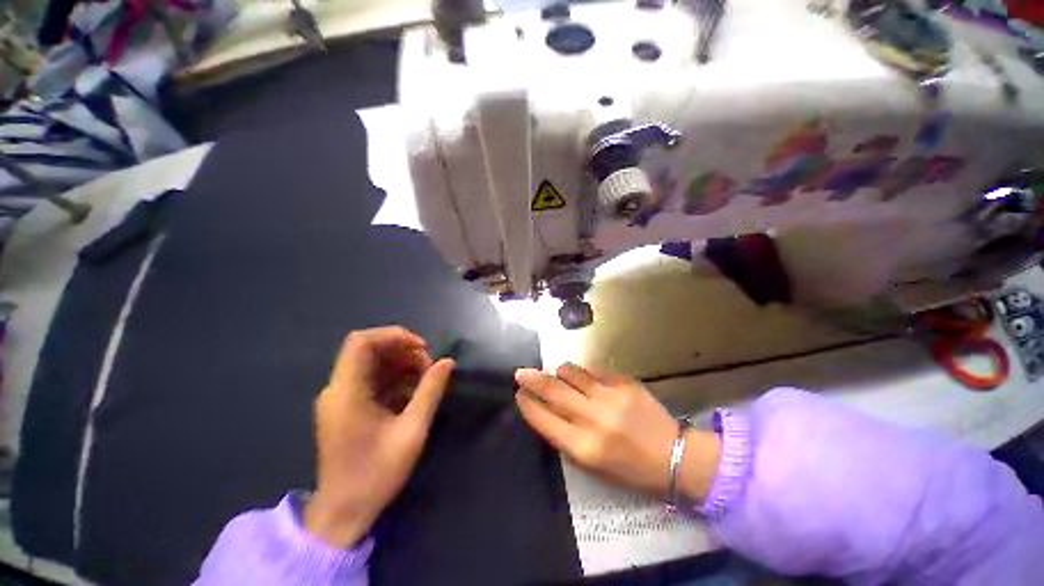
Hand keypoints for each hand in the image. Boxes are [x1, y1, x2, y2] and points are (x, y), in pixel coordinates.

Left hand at [305, 327, 453, 547]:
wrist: (343, 513)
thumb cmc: (376, 474)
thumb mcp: (412, 431)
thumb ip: (430, 391)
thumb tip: (447, 362)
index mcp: (346, 392)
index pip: (361, 342)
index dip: (393, 336)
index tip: (421, 347)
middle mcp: (337, 389)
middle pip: (368, 350)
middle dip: (402, 352)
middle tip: (428, 367)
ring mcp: (340, 399)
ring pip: (372, 364)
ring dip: (400, 365)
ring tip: (424, 380)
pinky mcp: (345, 408)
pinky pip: (371, 380)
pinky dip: (394, 379)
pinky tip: (411, 393)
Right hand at [515, 364, 719, 501]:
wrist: (673, 455)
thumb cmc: (629, 469)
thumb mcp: (592, 466)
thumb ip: (566, 437)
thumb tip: (546, 410)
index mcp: (584, 447)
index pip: (544, 419)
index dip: (528, 405)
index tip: (519, 394)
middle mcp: (593, 419)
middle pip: (553, 391)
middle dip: (532, 380)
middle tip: (520, 372)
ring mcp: (610, 396)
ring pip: (571, 373)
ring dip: (559, 372)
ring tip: (557, 374)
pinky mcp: (624, 382)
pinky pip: (593, 370)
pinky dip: (583, 373)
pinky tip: (584, 379)